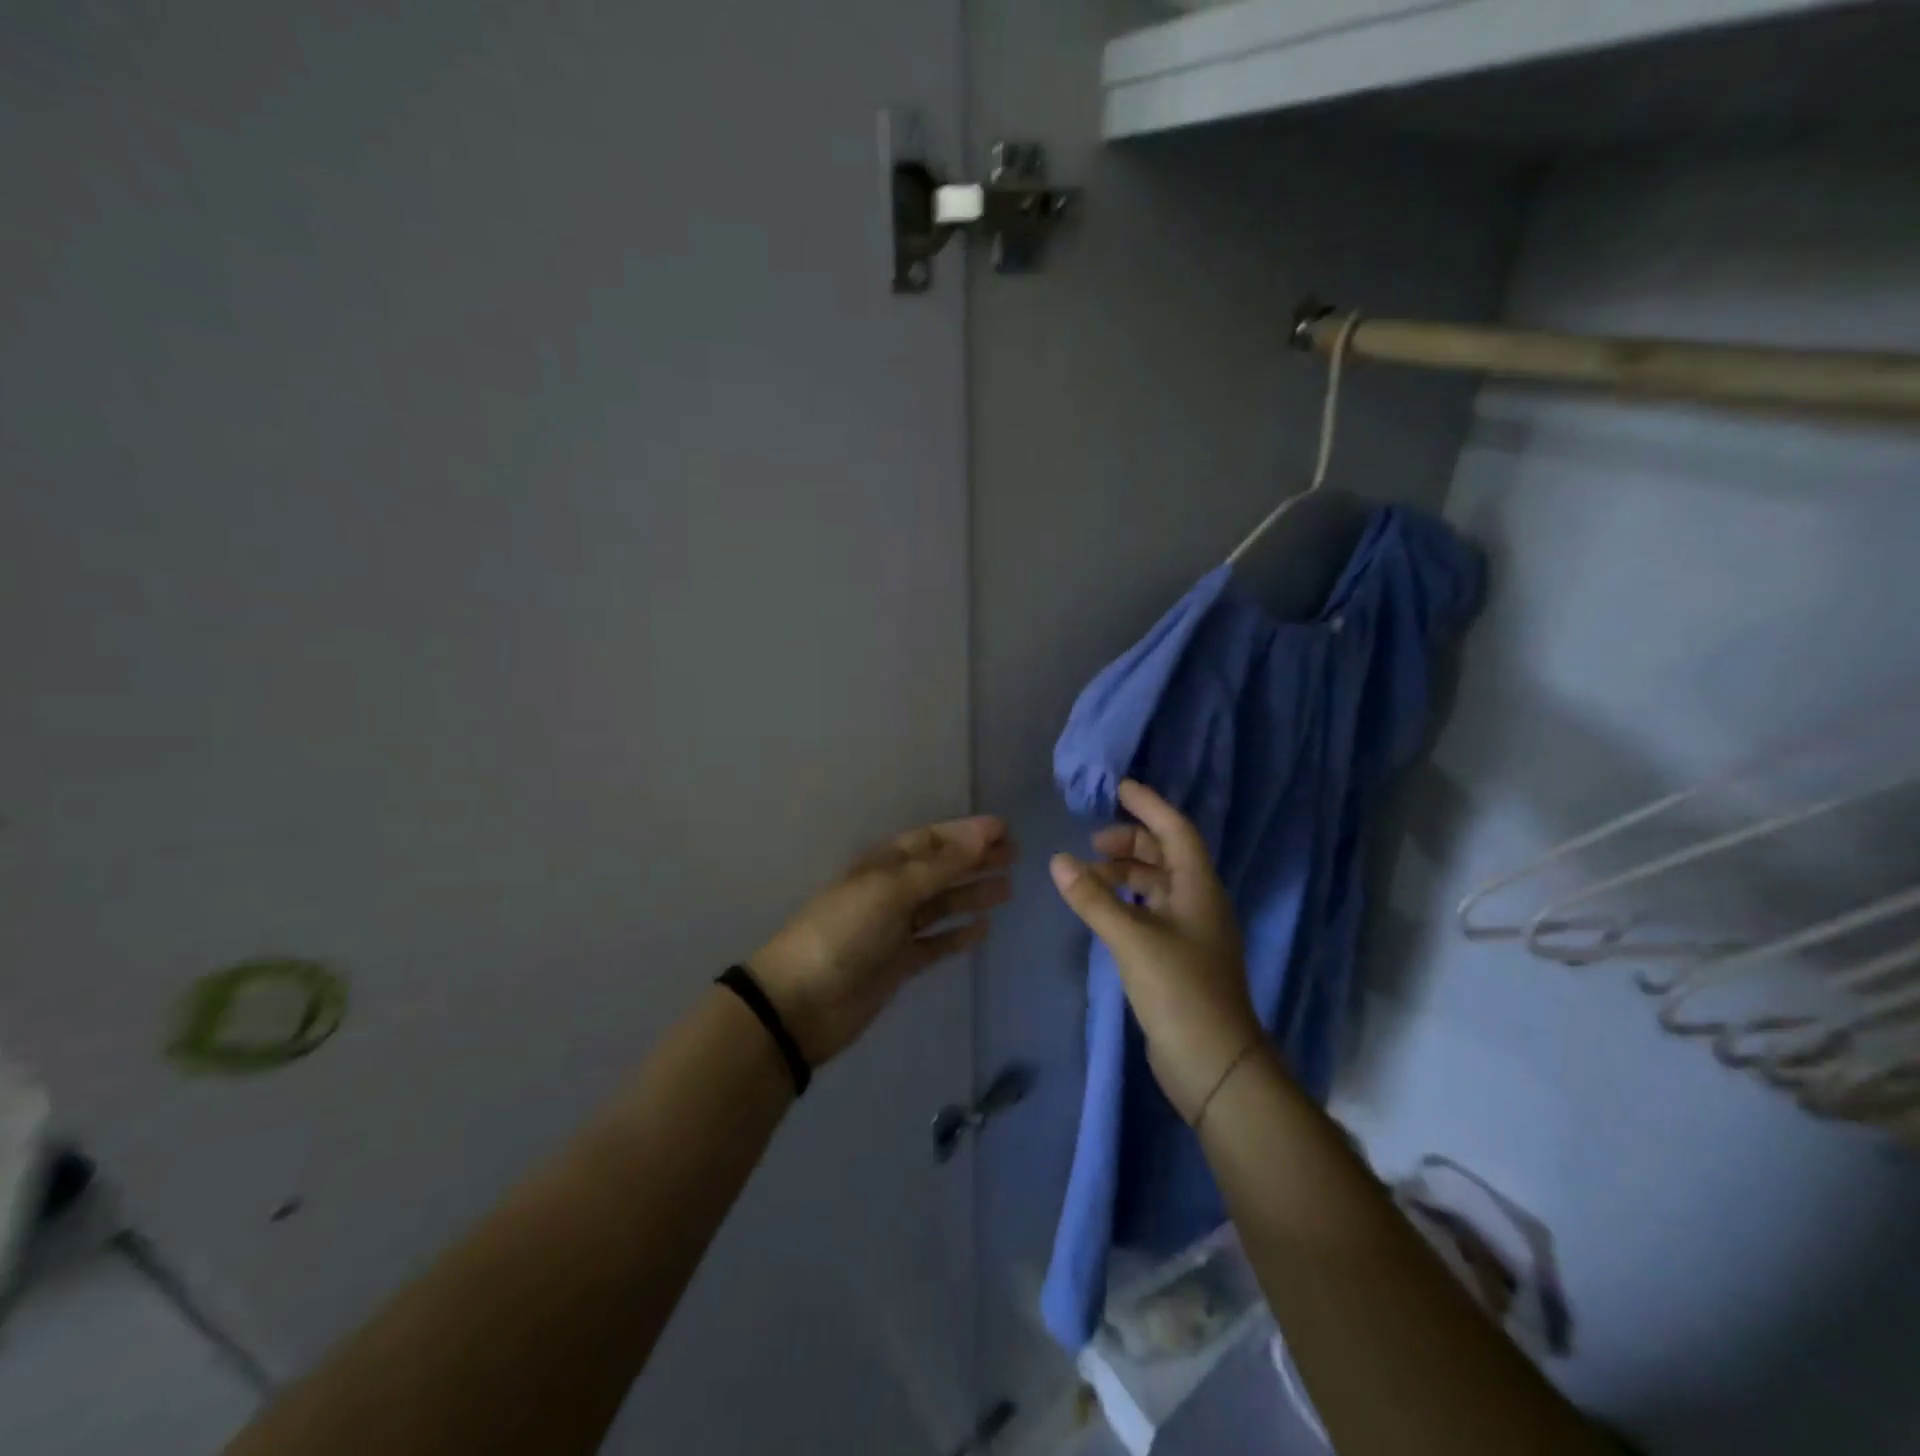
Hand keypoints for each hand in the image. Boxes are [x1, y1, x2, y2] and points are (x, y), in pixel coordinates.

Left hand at [750, 816, 1014, 1065]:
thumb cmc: (844, 932)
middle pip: (941, 870)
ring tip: (1008, 888)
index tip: (1003, 829)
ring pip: (942, 905)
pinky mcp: (900, 963)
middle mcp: (892, 891)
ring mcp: (896, 929)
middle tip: (1015, 855)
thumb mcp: (891, 890)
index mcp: (883, 865)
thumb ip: (940, 866)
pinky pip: (936, 943)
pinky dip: (958, 935)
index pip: (931, 840)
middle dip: (975, 860)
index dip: (965, 833)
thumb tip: (984, 834)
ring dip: (972, 894)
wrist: (802, 1002)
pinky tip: (983, 930)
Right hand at [1049, 779, 1262, 1122]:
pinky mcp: (1178, 957)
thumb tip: (1058, 860)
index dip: (1149, 805)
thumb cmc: (1179, 990)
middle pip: (1165, 856)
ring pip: (1156, 885)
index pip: (1176, 830)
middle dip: (1131, 842)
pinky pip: (1149, 912)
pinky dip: (1125, 901)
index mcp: (1198, 888)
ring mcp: (1190, 932)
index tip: (1120, 787)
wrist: (1213, 1063)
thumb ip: (1093, 899)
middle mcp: (1198, 903)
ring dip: (1124, 873)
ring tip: (1088, 876)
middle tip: (1092, 842)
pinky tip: (1102, 909)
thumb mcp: (1131, 939)